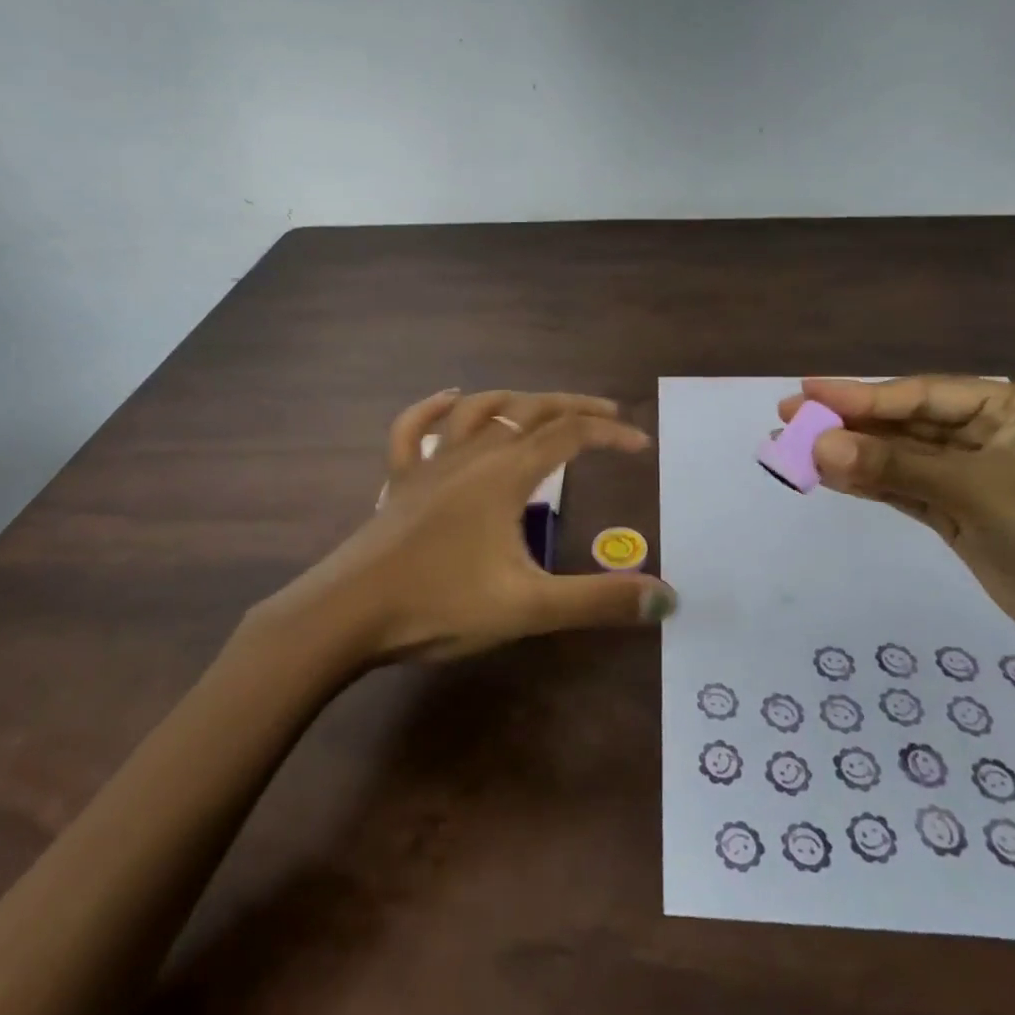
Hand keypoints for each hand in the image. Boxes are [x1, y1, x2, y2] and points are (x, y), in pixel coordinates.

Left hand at [270, 389, 677, 662]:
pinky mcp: (400, 480)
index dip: (608, 434)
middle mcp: (472, 455)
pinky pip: (414, 430)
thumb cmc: (440, 605)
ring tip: (542, 405)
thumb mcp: (529, 607)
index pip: (569, 436)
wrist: (347, 615)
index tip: (639, 445)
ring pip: (479, 411)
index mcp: (505, 475)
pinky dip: (434, 408)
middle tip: (607, 412)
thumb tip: (667, 596)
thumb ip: (598, 600)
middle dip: (573, 406)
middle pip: (530, 411)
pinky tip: (450, 399)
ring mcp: (431, 464)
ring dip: (516, 400)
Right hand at [780, 376, 1014, 668]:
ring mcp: (970, 476)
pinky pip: (902, 488)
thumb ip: (893, 467)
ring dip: (850, 454)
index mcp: (1007, 408)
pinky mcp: (958, 513)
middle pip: (904, 422)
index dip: (860, 395)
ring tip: (793, 446)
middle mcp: (986, 434)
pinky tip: (827, 476)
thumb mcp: (973, 491)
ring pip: (898, 457)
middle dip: (848, 423)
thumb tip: (818, 447)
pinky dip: (867, 484)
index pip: (920, 394)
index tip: (807, 392)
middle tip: (788, 416)